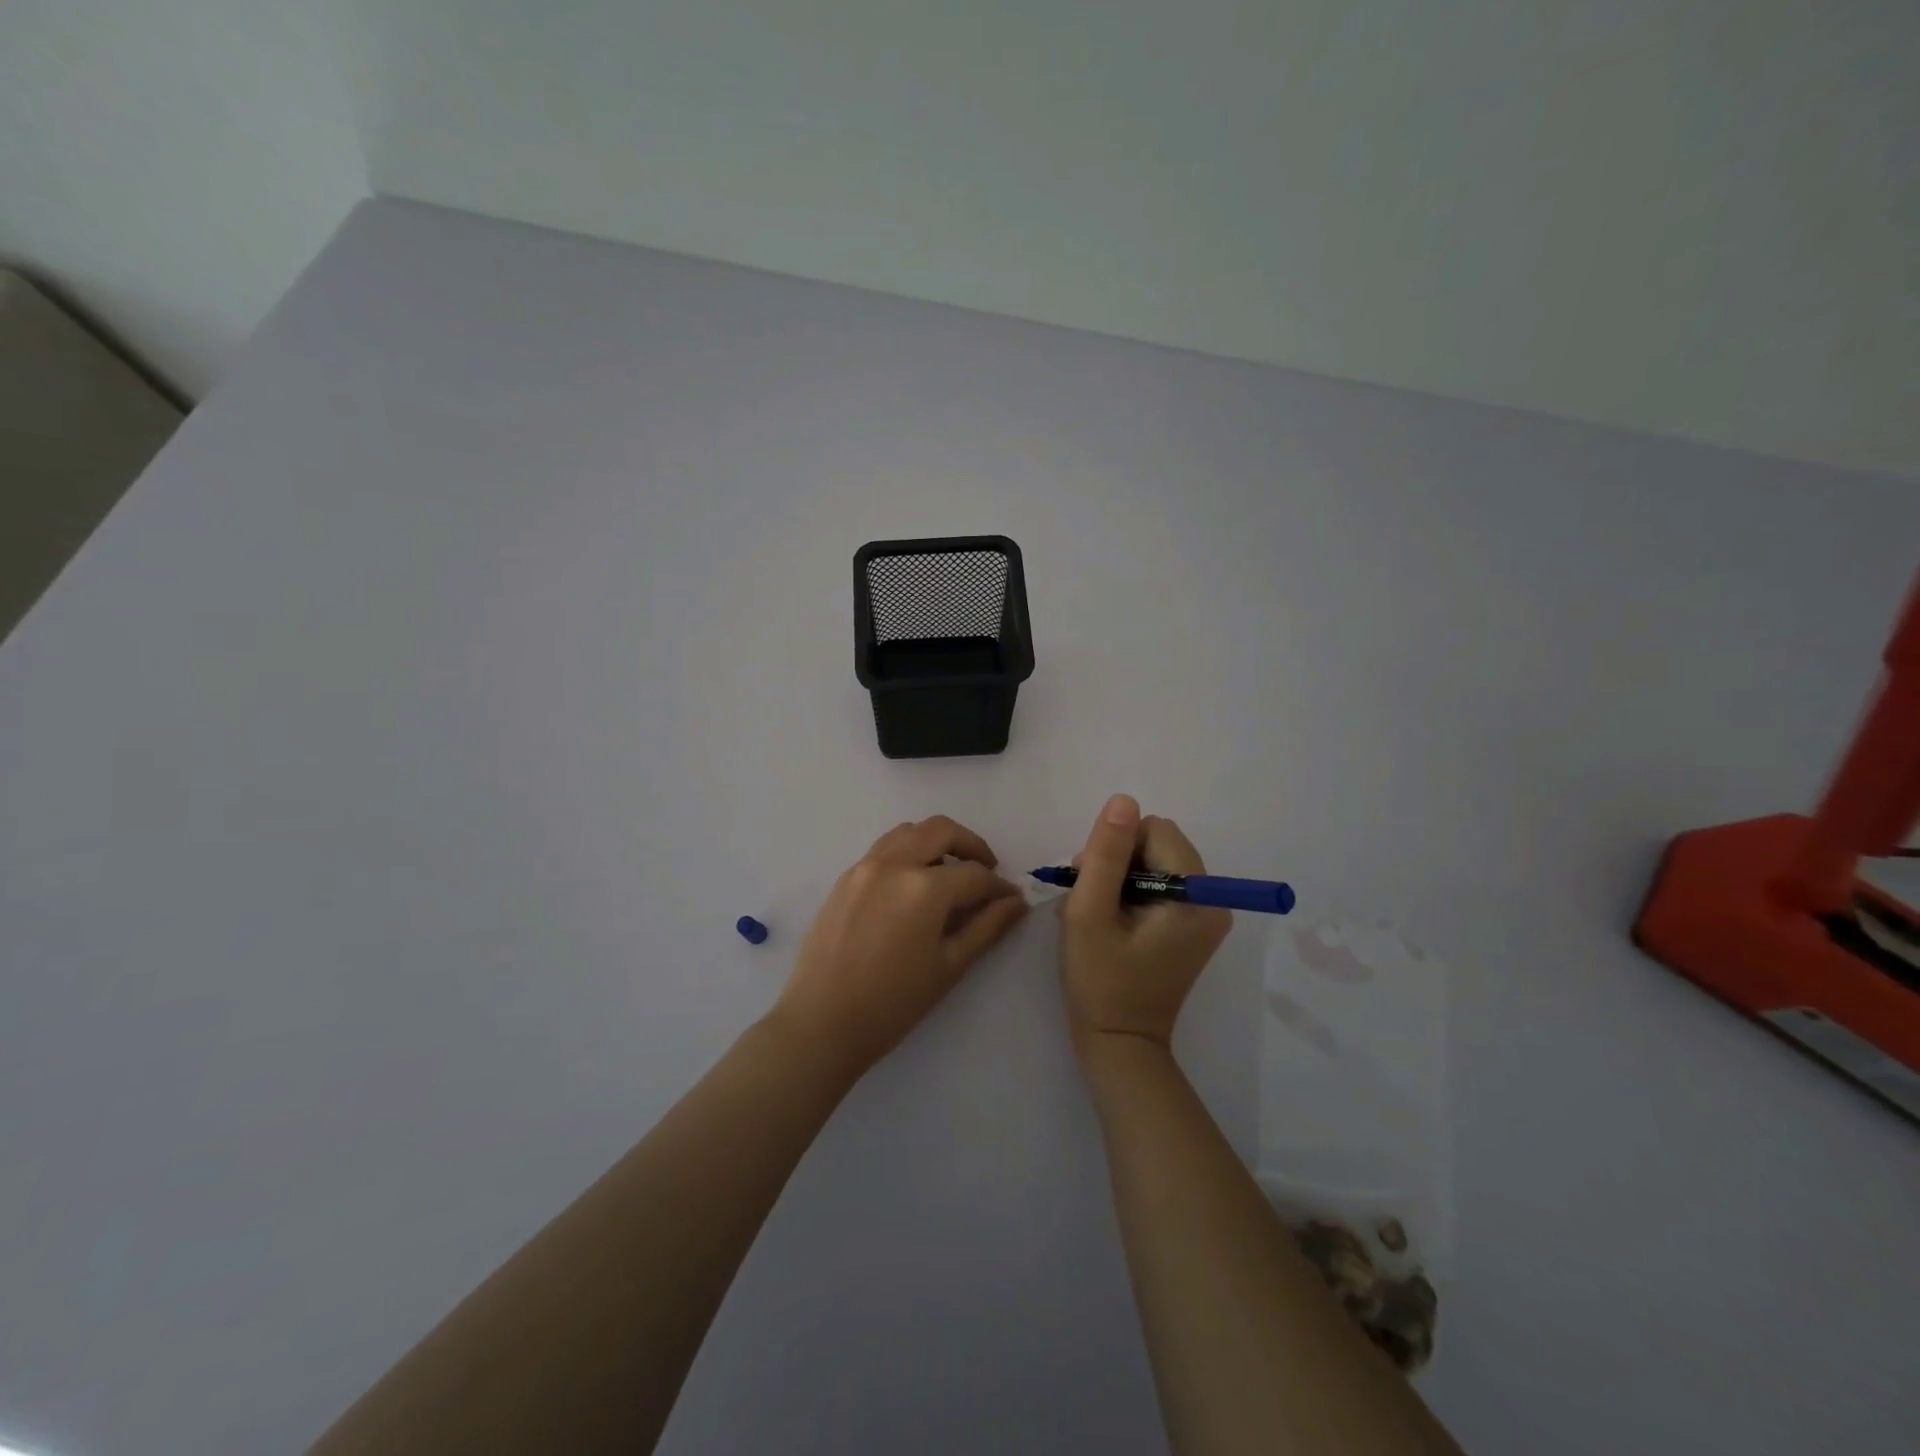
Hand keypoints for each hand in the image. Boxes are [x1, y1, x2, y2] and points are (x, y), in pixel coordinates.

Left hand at [771, 816, 1028, 1078]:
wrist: (822, 1022)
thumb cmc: (894, 1003)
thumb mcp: (950, 965)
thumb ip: (987, 927)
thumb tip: (1016, 901)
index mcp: (924, 887)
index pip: (974, 874)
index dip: (999, 886)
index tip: (1012, 899)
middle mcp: (894, 863)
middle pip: (942, 830)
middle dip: (971, 846)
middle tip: (985, 871)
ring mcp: (865, 866)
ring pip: (909, 831)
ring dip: (936, 842)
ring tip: (949, 872)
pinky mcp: (845, 877)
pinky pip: (883, 849)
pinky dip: (907, 852)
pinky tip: (913, 885)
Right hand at [1059, 794, 1230, 1055]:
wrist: (1119, 1044)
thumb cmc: (1100, 981)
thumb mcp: (1090, 913)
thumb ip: (1106, 854)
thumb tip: (1124, 799)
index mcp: (1196, 897)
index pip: (1154, 831)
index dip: (1117, 848)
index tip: (1094, 884)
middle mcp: (1212, 900)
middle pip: (1158, 843)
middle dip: (1118, 861)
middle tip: (1091, 900)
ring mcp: (1205, 914)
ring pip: (1155, 861)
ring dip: (1119, 877)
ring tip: (1096, 913)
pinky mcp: (1192, 926)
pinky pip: (1160, 883)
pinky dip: (1130, 892)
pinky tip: (1110, 920)